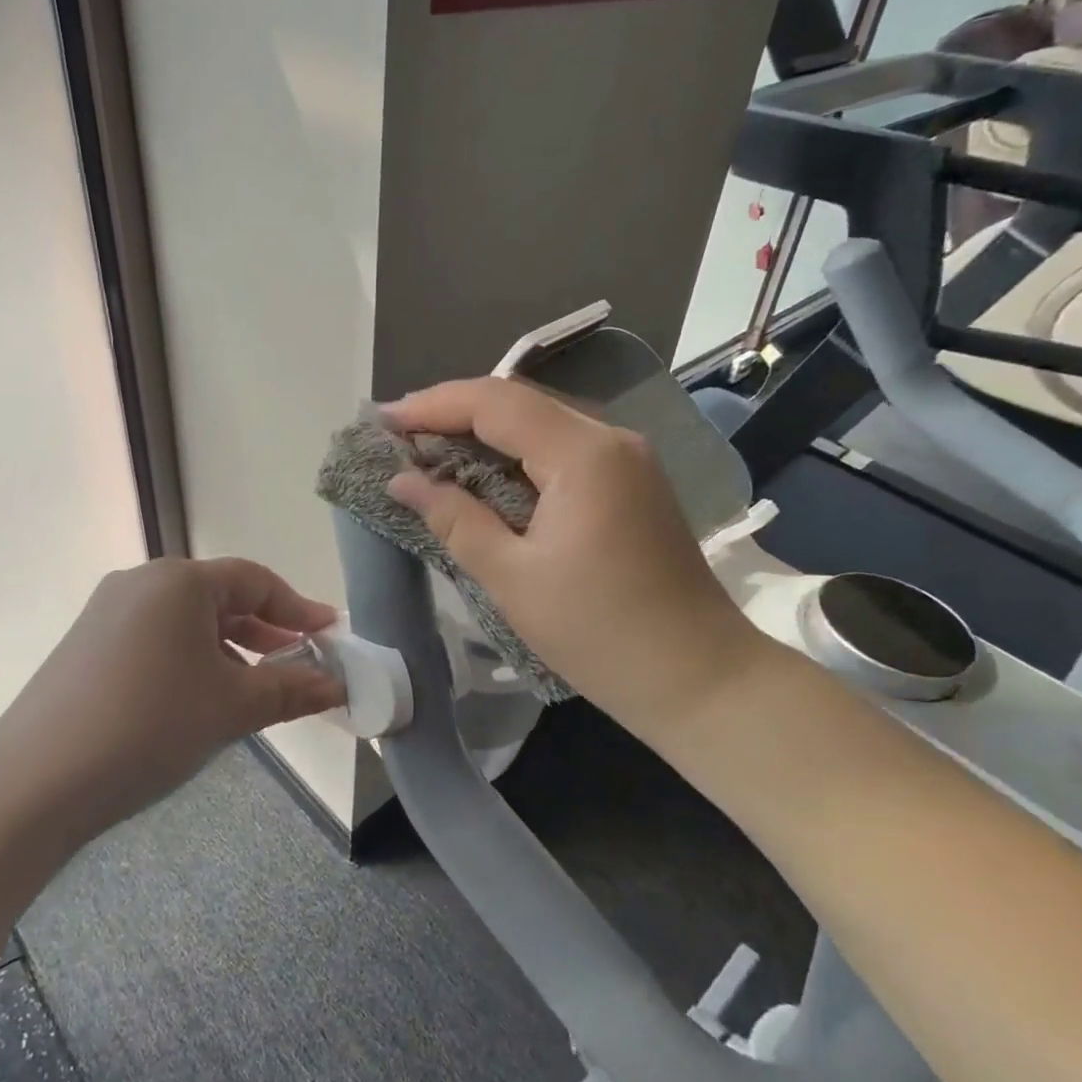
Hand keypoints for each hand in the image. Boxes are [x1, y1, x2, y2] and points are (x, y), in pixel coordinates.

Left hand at [0, 557, 344, 838]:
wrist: (35, 781)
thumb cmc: (150, 725)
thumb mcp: (232, 707)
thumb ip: (291, 689)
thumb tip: (336, 685)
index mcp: (179, 581)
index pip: (255, 581)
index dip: (298, 608)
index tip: (329, 634)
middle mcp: (141, 582)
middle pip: (219, 597)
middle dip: (263, 630)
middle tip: (297, 662)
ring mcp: (107, 612)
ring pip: (185, 621)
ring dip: (227, 649)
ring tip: (251, 688)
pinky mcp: (86, 644)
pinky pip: (155, 638)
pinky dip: (189, 659)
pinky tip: (196, 699)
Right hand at [382, 378, 771, 741]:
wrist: (699, 679)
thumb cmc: (599, 633)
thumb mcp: (512, 578)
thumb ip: (454, 519)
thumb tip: (402, 480)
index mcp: (583, 454)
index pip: (495, 402)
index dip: (433, 405)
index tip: (383, 420)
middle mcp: (610, 439)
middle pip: (518, 402)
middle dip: (454, 412)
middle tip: (398, 434)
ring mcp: (626, 459)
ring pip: (540, 423)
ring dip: (482, 431)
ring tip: (427, 449)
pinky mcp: (630, 483)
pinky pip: (560, 449)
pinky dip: (513, 454)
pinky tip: (482, 473)